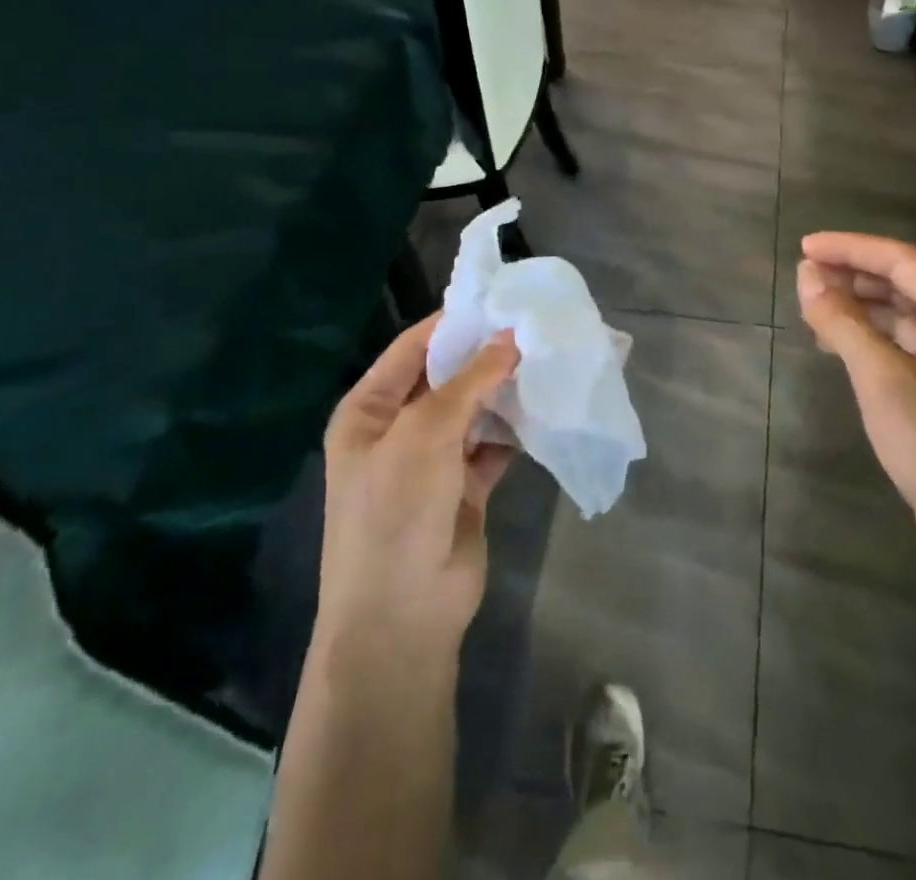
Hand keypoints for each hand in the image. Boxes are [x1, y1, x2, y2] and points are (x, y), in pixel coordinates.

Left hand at [318, 313, 519, 659]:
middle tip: (535, 327)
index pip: (413, 348)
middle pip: (447, 378)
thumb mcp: (425, 434)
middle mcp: (398, 429)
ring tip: (546, 359)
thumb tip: (511, 338)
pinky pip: (492, 444)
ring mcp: (431, 460)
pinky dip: (513, 429)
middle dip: (486, 356)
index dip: (453, 323)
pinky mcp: (464, 487)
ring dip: (503, 391)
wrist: (401, 617)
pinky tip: (543, 408)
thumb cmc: (395, 510)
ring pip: (474, 410)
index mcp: (369, 410)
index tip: (500, 299)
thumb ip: (470, 381)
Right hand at [796, 232, 915, 581]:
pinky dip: (875, 338)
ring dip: (862, 306)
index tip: (804, 247)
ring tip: (815, 309)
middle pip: (906, 282)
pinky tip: (843, 346)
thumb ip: (843, 322)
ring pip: (907, 314)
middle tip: (805, 278)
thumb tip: (807, 274)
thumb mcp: (882, 380)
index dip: (850, 248)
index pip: (902, 259)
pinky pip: (909, 345)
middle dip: (854, 275)